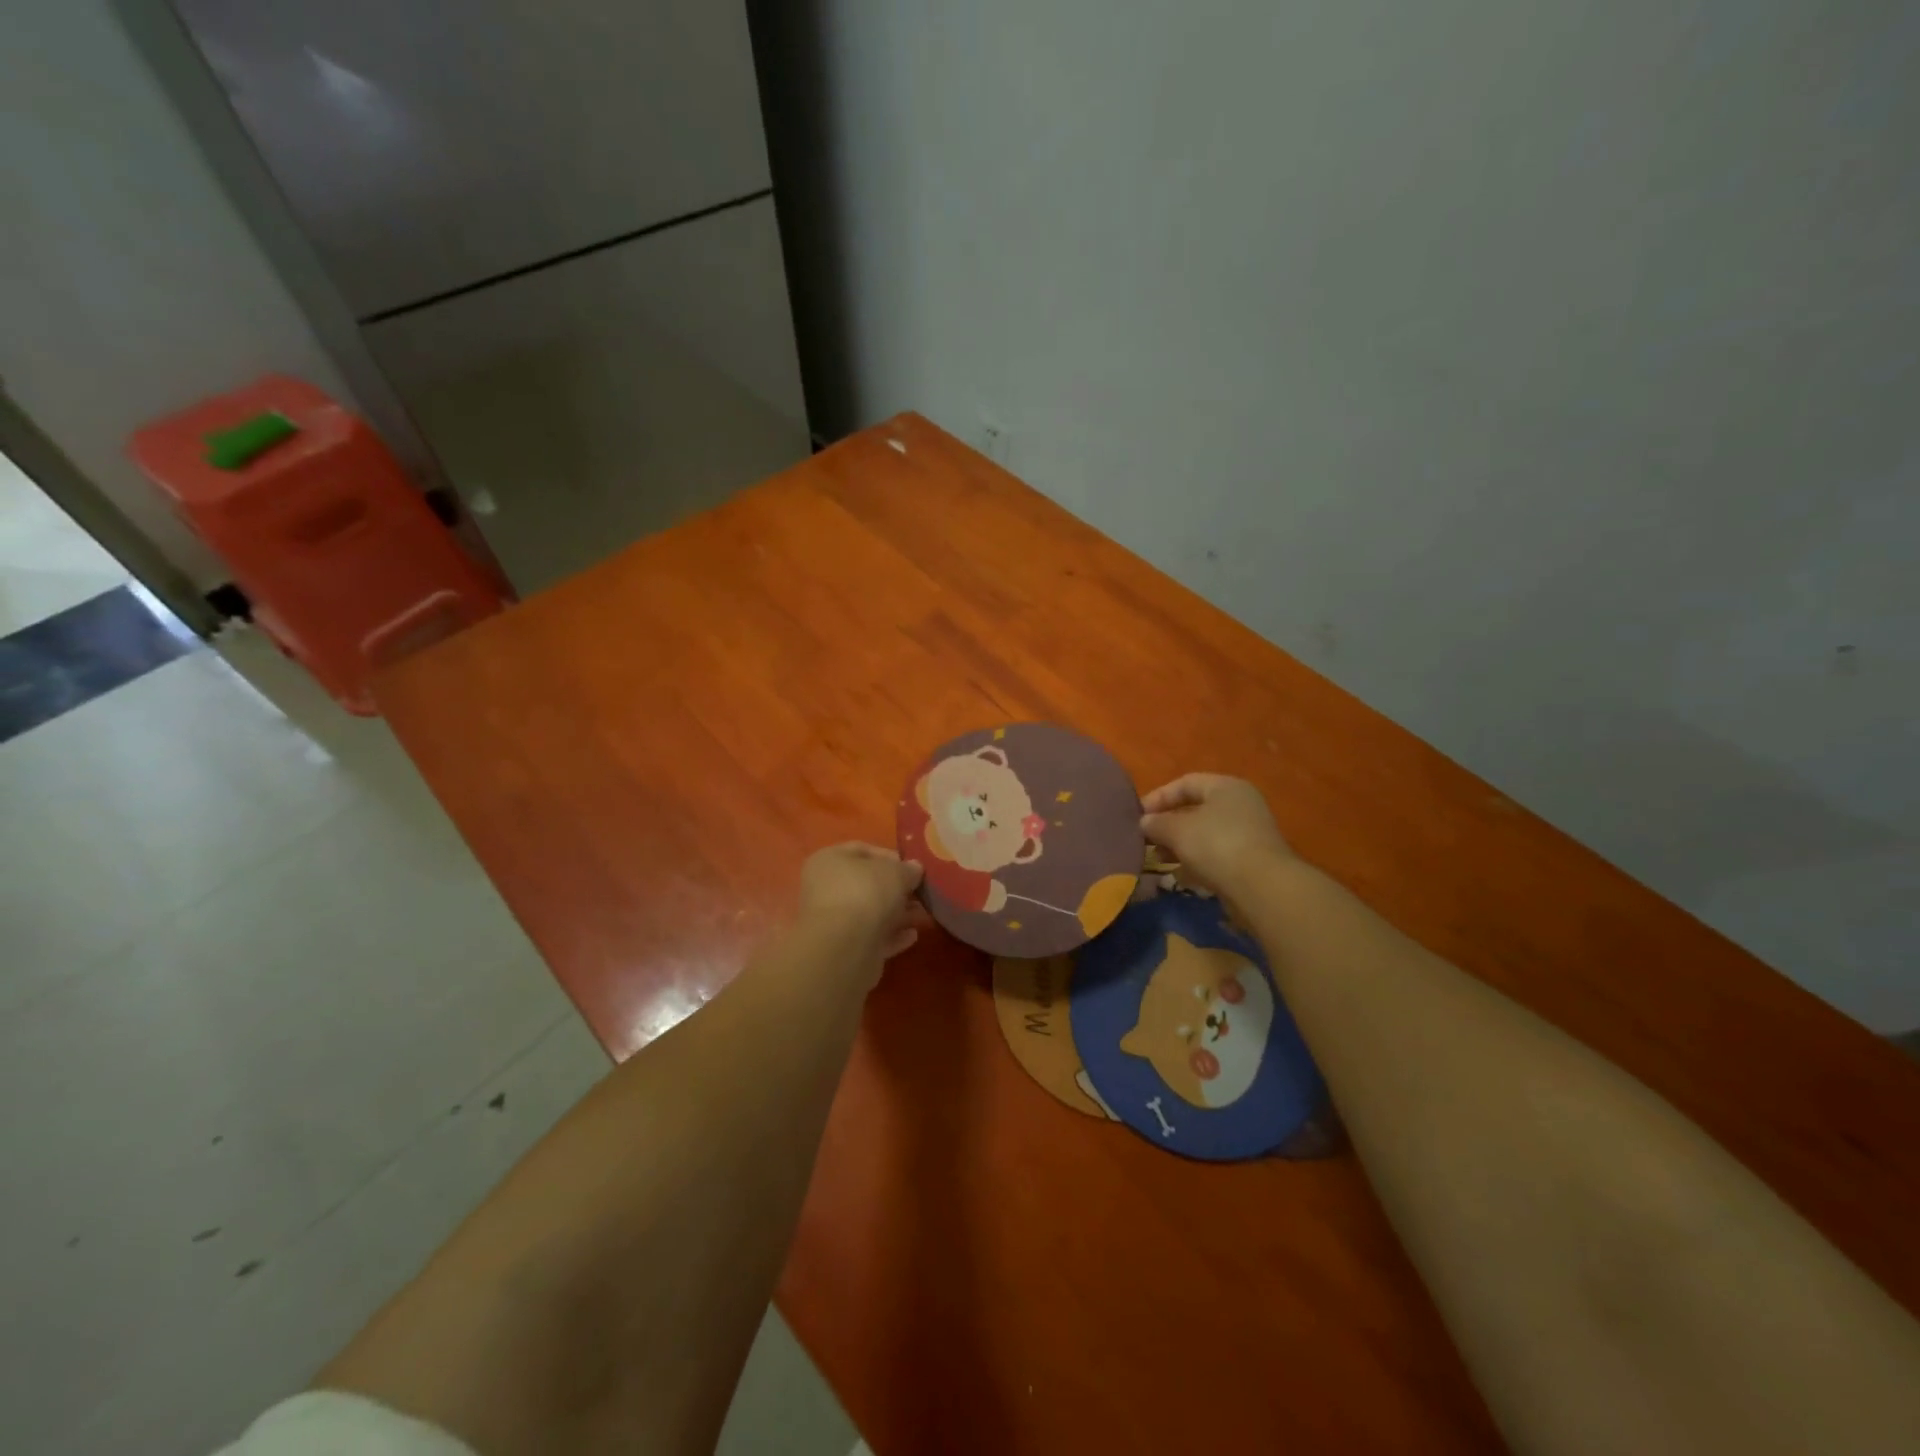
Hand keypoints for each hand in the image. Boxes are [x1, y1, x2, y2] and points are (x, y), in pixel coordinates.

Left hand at [799, 843, 925, 961]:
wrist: (845, 947)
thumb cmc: (866, 893)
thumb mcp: (896, 872)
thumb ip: (907, 869)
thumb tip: (914, 868)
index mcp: (828, 861)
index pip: (860, 850)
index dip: (889, 856)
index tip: (911, 867)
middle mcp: (825, 888)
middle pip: (865, 884)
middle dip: (895, 888)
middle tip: (919, 892)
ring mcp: (832, 920)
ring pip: (869, 912)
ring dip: (896, 913)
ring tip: (921, 914)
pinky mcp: (842, 948)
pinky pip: (871, 937)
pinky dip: (891, 935)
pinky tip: (912, 935)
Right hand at [1139, 774, 1293, 898]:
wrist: (1262, 887)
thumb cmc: (1216, 845)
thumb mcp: (1177, 830)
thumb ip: (1156, 823)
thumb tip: (1145, 822)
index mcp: (1226, 787)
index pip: (1185, 783)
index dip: (1158, 797)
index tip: (1137, 816)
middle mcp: (1241, 804)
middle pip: (1195, 808)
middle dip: (1167, 823)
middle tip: (1146, 838)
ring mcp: (1249, 833)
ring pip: (1204, 833)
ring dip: (1179, 844)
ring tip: (1158, 858)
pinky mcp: (1251, 859)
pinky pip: (1216, 853)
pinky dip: (1196, 860)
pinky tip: (1180, 874)